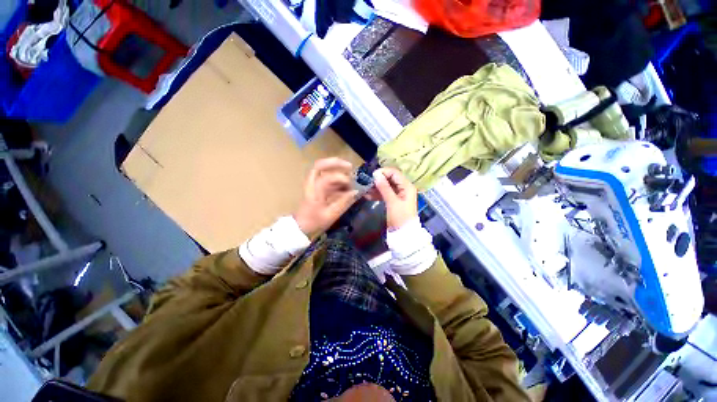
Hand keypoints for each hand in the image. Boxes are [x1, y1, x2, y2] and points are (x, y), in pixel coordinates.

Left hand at [294, 158, 358, 237]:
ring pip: (325, 170)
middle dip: (336, 163)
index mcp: (315, 190)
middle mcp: (313, 183)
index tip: (351, 186)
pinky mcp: (317, 187)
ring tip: (351, 180)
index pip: (328, 177)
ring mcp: (314, 184)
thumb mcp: (330, 215)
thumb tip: (356, 192)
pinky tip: (346, 187)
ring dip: (338, 171)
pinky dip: (337, 179)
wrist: (301, 226)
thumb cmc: (314, 221)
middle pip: (321, 165)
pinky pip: (328, 178)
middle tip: (350, 167)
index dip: (341, 178)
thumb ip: (344, 202)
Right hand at [368, 168, 417, 229]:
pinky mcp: (394, 200)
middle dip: (379, 180)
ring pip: (386, 186)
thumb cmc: (400, 217)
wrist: (404, 234)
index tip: (372, 175)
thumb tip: (376, 174)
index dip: (383, 172)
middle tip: (367, 182)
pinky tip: (368, 196)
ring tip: (366, 190)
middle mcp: (404, 188)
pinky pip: (385, 194)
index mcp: (407, 186)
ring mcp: (399, 194)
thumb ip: (384, 188)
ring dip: (376, 187)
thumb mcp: (392, 202)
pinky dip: (377, 194)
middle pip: (390, 179)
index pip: (395, 173)